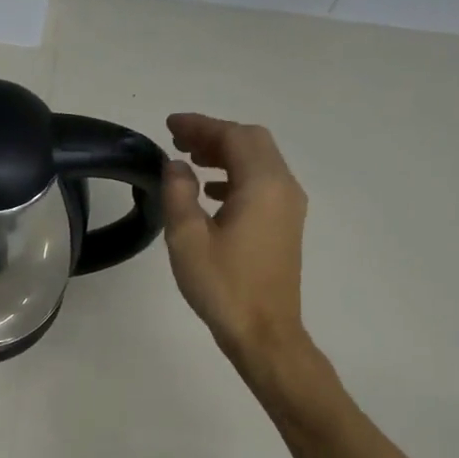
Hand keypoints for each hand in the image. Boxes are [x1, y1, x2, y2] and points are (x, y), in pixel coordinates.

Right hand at [161, 113, 309, 367]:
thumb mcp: (187, 238)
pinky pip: (262, 183)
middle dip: (214, 134)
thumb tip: (175, 165)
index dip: (200, 125)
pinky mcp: (285, 224)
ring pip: (259, 161)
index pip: (233, 136)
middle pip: (252, 142)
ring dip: (226, 154)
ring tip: (189, 160)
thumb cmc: (223, 285)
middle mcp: (283, 187)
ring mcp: (289, 206)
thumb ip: (179, 193)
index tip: (169, 125)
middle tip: (178, 140)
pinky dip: (236, 175)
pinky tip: (210, 192)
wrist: (264, 332)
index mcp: (262, 185)